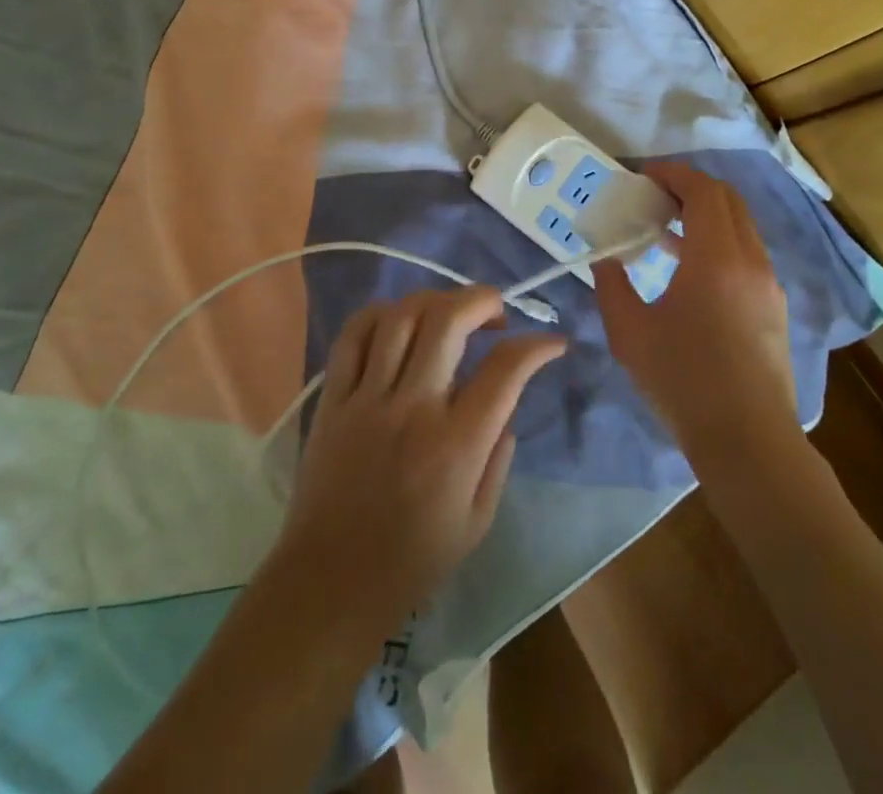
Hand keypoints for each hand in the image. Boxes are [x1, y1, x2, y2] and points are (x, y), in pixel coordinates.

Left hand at [275, 288, 566, 632]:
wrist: (330, 584)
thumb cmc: (412, 562)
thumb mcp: (477, 523)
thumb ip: (498, 458)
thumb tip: (505, 407)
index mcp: (456, 445)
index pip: (506, 370)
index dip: (537, 346)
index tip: (552, 342)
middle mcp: (413, 409)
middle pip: (448, 320)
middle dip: (482, 300)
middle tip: (496, 312)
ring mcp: (367, 398)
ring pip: (400, 317)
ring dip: (434, 300)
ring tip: (449, 313)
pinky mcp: (333, 399)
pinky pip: (351, 336)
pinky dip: (379, 314)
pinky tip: (397, 320)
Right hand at [591, 162, 797, 466]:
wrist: (748, 441)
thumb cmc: (684, 382)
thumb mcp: (630, 333)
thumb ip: (612, 286)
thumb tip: (605, 259)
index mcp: (716, 257)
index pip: (702, 191)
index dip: (673, 174)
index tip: (643, 175)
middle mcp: (750, 259)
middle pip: (727, 199)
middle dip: (690, 187)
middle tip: (653, 196)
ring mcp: (768, 283)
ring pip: (741, 225)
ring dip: (706, 214)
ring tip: (664, 230)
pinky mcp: (773, 305)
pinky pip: (747, 252)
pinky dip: (720, 240)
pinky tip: (690, 270)